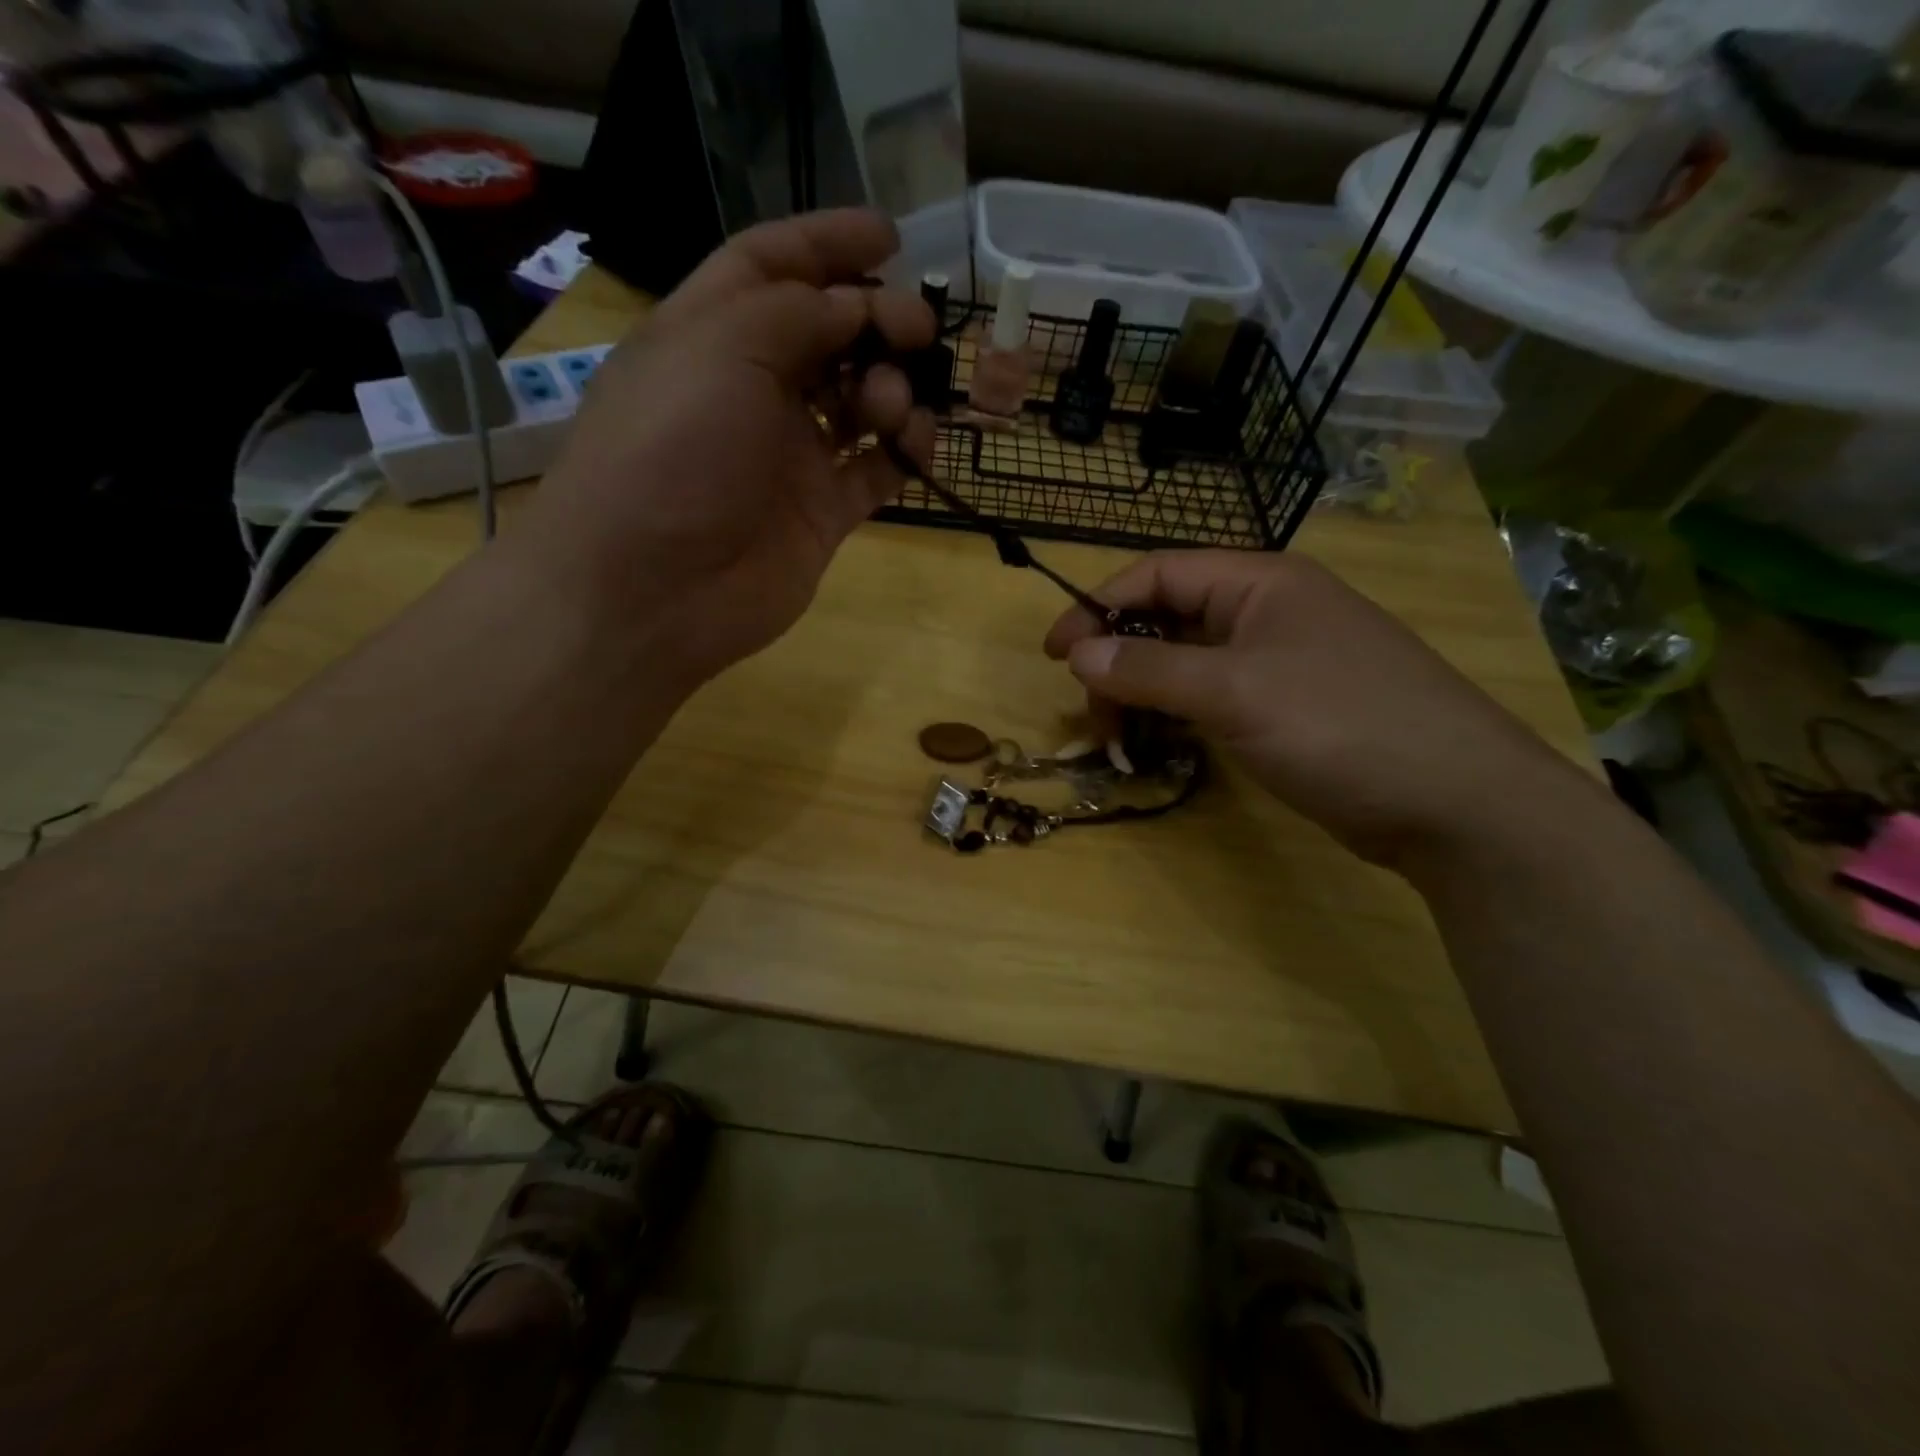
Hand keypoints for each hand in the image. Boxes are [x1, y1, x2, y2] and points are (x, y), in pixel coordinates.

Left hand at [523, 209, 936, 681]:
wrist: (655, 588)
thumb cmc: (673, 451)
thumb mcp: (722, 348)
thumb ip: (799, 313)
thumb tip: (859, 306)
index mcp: (710, 334)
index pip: (772, 267)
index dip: (828, 244)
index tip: (892, 235)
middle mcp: (752, 390)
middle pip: (828, 334)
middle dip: (877, 319)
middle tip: (917, 328)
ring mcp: (790, 455)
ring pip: (860, 402)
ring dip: (892, 389)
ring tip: (894, 404)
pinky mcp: (822, 512)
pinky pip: (877, 470)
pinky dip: (905, 452)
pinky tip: (917, 445)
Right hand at [1043, 551, 1580, 869]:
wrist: (1456, 802)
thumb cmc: (1341, 725)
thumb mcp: (1234, 691)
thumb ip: (1149, 668)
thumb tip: (1077, 651)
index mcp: (1258, 582)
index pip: (1156, 575)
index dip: (1097, 607)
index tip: (1054, 654)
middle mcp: (1267, 611)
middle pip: (1166, 620)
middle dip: (1119, 663)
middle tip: (1093, 717)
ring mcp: (1279, 661)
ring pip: (1186, 664)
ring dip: (1144, 696)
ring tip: (1121, 743)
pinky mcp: (1287, 707)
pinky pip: (1212, 697)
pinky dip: (1178, 717)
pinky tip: (1161, 746)